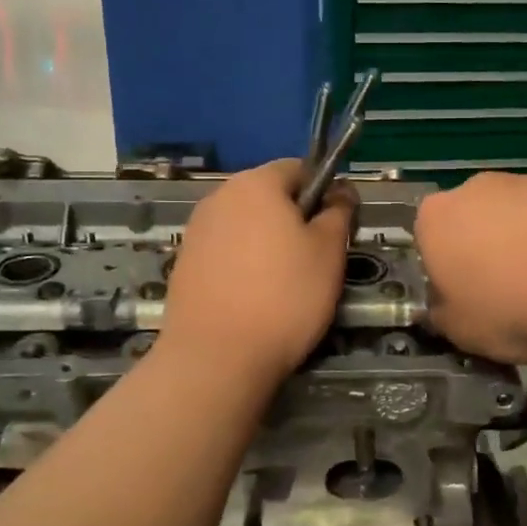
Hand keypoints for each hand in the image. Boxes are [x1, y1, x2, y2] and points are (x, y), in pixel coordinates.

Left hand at [161, 160, 355, 383]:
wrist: (216, 357)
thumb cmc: (284, 296)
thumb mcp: (328, 252)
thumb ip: (339, 212)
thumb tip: (341, 191)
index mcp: (256, 183)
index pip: (299, 168)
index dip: (324, 192)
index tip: (336, 228)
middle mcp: (220, 196)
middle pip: (269, 195)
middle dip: (294, 218)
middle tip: (315, 259)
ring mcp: (196, 230)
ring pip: (246, 224)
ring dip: (268, 241)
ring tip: (284, 282)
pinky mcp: (184, 262)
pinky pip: (225, 250)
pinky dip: (243, 263)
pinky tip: (253, 296)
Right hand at [415, 172, 526, 363]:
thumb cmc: (510, 307)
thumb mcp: (461, 332)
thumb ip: (444, 314)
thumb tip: (446, 307)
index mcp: (436, 218)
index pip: (427, 241)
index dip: (445, 271)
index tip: (465, 299)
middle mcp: (477, 189)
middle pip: (473, 220)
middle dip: (485, 251)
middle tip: (507, 294)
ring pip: (519, 216)